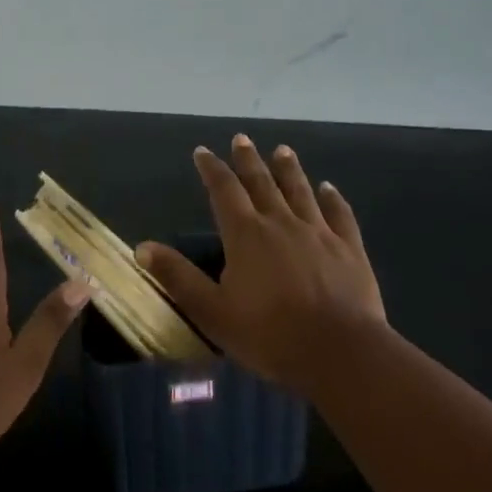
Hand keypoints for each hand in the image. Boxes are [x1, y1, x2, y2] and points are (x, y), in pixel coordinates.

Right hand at [137, 135, 385, 393]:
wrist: (340, 353)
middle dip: (248, 160)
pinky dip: (333, 199)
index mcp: (246, 234)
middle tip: (241, 138)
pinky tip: (329, 189)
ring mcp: (319, 233)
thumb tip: (142, 247)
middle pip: (261, 182)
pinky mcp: (349, 249)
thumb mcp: (212, 311)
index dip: (211, 169)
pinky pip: (339, 215)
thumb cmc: (270, 335)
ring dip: (289, 169)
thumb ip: (178, 277)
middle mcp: (280, 222)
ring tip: (282, 150)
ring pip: (300, 191)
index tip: (202, 152)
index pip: (223, 191)